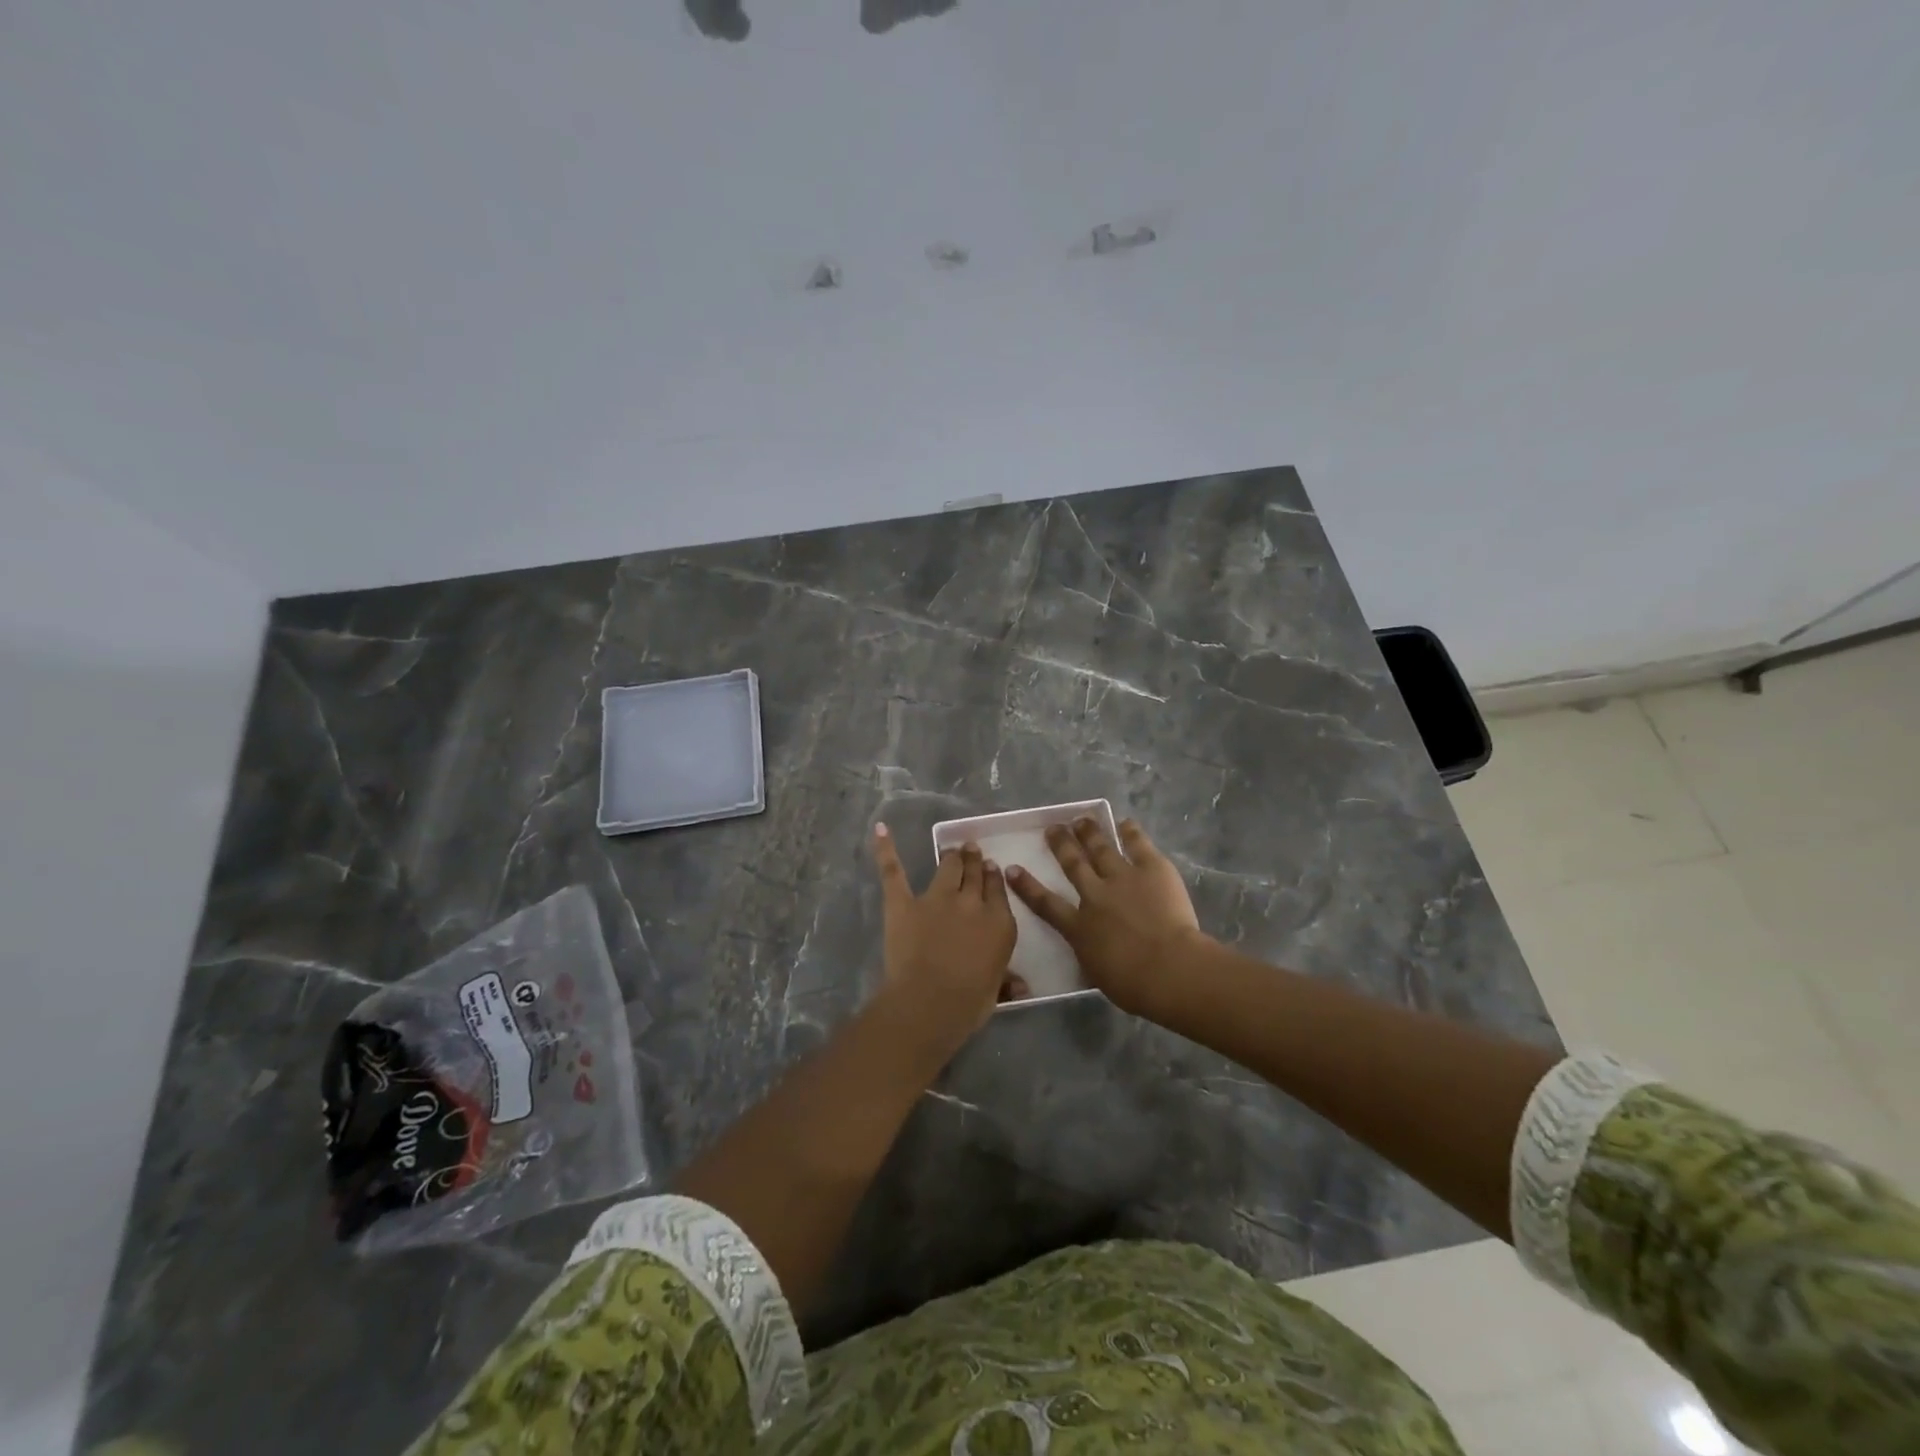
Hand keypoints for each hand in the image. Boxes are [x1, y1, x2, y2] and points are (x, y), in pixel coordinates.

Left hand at [871, 825, 1021, 1042]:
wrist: (931, 1001)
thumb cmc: (969, 1002)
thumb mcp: (996, 992)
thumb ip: (1007, 982)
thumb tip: (1022, 987)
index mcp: (998, 922)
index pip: (997, 890)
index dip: (993, 877)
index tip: (991, 868)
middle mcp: (971, 902)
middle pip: (974, 873)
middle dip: (974, 860)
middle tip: (971, 850)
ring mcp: (936, 898)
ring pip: (947, 866)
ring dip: (951, 856)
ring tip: (952, 848)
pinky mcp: (904, 902)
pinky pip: (894, 871)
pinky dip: (886, 849)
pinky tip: (880, 829)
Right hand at [1006, 817, 1205, 1017]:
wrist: (1168, 968)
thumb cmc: (1134, 985)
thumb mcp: (1097, 972)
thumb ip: (1090, 954)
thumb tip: (1091, 949)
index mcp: (1079, 928)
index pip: (1045, 904)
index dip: (1027, 886)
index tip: (1012, 869)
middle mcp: (1095, 895)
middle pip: (1073, 864)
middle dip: (1061, 844)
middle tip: (1053, 828)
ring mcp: (1122, 878)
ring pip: (1100, 848)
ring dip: (1089, 832)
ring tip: (1081, 819)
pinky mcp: (1151, 869)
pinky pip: (1137, 845)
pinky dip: (1130, 832)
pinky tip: (1124, 823)